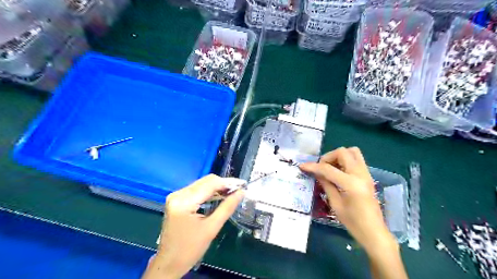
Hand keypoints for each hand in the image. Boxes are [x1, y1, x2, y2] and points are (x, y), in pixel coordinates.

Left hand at [144, 174, 243, 278]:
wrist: (169, 263)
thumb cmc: (190, 249)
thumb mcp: (212, 228)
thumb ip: (227, 207)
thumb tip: (241, 192)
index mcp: (184, 202)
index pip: (210, 184)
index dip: (228, 182)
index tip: (242, 184)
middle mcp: (178, 194)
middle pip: (205, 182)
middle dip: (223, 184)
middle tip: (239, 189)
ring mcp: (176, 196)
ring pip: (202, 184)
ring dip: (217, 187)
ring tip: (232, 193)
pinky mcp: (177, 200)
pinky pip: (197, 190)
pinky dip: (209, 192)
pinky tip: (220, 196)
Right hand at [299, 147, 396, 253]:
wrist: (374, 232)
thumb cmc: (353, 222)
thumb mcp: (335, 204)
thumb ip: (326, 185)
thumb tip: (317, 173)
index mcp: (351, 184)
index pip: (328, 169)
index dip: (313, 166)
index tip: (303, 166)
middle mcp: (360, 174)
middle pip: (343, 152)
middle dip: (328, 157)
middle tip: (321, 168)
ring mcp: (366, 173)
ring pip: (352, 151)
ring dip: (339, 156)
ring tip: (330, 168)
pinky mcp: (368, 176)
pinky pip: (356, 159)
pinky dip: (345, 160)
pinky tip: (338, 172)